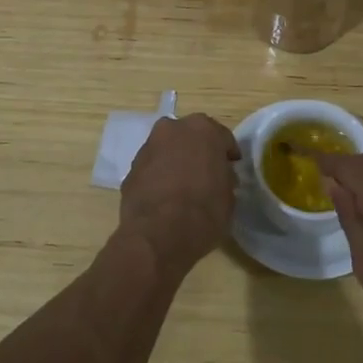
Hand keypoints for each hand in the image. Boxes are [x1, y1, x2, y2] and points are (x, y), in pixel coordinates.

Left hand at [118, 114, 240, 275]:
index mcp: (203, 129)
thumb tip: (218, 177)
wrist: (159, 233)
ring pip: (167, 150)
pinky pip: (151, 168)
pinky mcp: (131, 168)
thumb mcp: (229, 195)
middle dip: (198, 151)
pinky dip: (158, 177)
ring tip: (182, 187)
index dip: (227, 154)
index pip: (222, 137)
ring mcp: (148, 147)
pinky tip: (164, 198)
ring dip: (175, 162)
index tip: (231, 168)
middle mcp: (173, 129)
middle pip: (190, 137)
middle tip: (206, 174)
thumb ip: (224, 177)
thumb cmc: (204, 210)